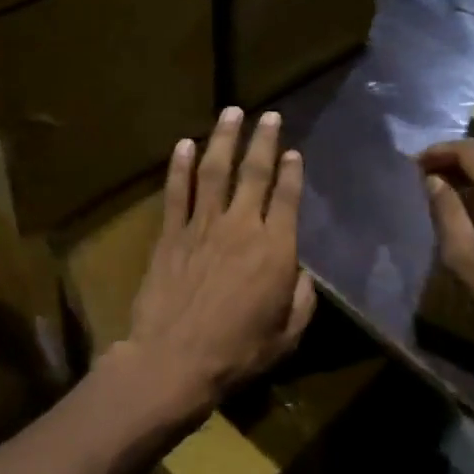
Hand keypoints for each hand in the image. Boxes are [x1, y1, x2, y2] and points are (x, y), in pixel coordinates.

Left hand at [125, 107, 316, 418]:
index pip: (287, 198)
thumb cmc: (237, 353)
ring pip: (214, 171)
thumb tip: (302, 273)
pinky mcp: (170, 234)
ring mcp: (202, 226)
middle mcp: (241, 226)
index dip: (291, 172)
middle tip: (268, 115)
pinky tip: (184, 144)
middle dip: (263, 140)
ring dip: (223, 139)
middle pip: (254, 172)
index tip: (292, 152)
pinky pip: (176, 192)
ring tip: (231, 112)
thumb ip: (302, 300)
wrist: (174, 361)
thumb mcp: (287, 335)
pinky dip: (179, 166)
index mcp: (275, 249)